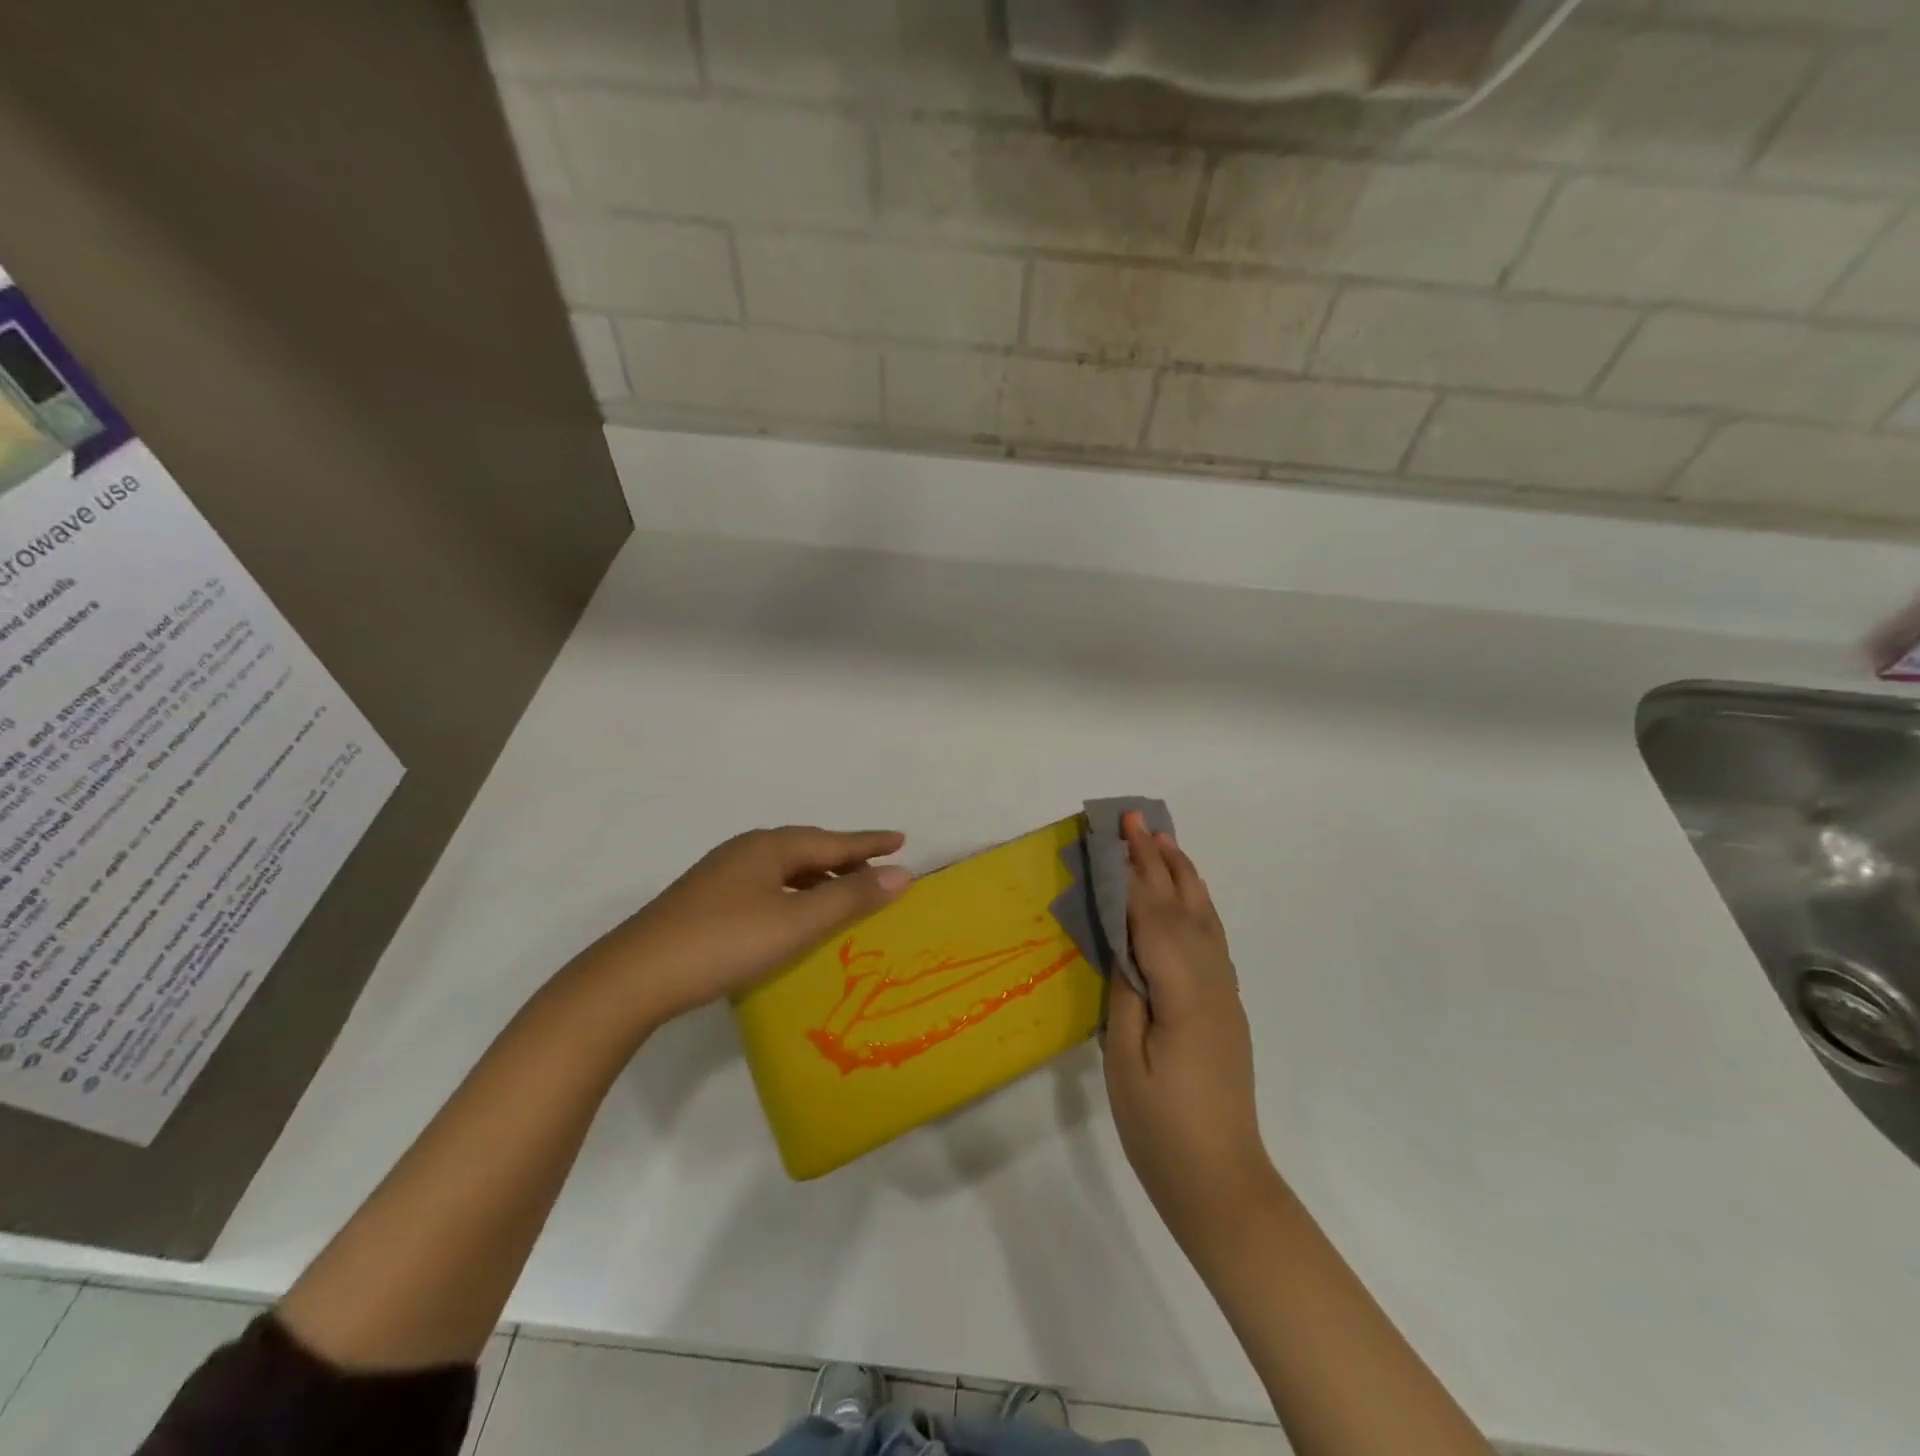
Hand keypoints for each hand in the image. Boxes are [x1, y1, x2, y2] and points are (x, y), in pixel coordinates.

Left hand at [582, 827, 911, 1029]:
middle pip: (807, 849)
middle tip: (877, 869)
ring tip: (843, 894)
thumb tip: (901, 873)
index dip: (869, 842)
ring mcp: (721, 875)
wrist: (635, 977)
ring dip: (818, 878)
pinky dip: (793, 894)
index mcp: (769, 847)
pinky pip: (766, 886)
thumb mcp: (796, 922)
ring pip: (784, 869)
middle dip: (844, 858)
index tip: (901, 839)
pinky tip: (793, 916)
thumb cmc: (725, 942)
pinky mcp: (705, 901)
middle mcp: (745, 851)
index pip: (832, 840)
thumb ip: (850, 897)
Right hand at [1104, 814, 1276, 1253]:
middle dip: (1158, 860)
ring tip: (1165, 843)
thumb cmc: (1162, 1129)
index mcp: (1183, 992)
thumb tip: (1122, 946)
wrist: (1223, 1184)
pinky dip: (1197, 907)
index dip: (1133, 871)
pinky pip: (1211, 940)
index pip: (1152, 917)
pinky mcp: (1225, 1008)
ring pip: (1203, 920)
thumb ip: (1124, 995)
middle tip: (1137, 820)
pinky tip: (1188, 900)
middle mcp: (1211, 982)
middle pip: (1181, 907)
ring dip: (1183, 877)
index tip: (1117, 832)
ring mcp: (1224, 994)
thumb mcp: (1124, 1062)